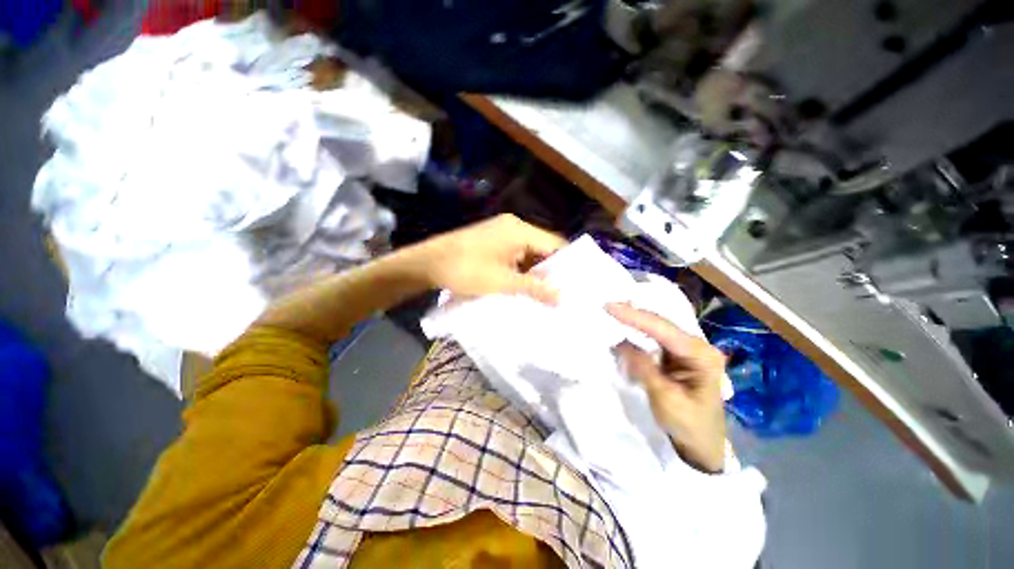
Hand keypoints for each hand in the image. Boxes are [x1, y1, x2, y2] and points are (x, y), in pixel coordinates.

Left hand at [411, 214, 566, 303]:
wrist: (427, 263)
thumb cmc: (466, 270)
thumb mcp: (502, 282)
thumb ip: (534, 288)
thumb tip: (561, 297)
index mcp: (519, 230)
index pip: (555, 245)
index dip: (567, 265)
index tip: (575, 286)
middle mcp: (514, 226)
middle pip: (542, 248)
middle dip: (550, 271)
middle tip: (562, 293)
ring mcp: (501, 232)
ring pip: (528, 252)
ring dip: (535, 272)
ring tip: (546, 294)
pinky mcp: (492, 241)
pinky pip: (515, 254)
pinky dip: (521, 269)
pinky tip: (524, 286)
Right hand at [607, 302, 726, 472]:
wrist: (703, 445)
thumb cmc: (689, 425)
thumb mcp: (665, 398)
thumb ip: (644, 367)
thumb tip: (621, 342)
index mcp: (700, 355)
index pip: (662, 329)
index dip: (634, 316)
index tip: (609, 307)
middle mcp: (697, 346)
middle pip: (660, 324)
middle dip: (633, 313)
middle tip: (607, 306)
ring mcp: (688, 350)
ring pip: (657, 328)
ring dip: (635, 320)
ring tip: (613, 310)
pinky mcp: (678, 355)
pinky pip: (655, 337)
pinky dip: (638, 331)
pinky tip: (625, 325)